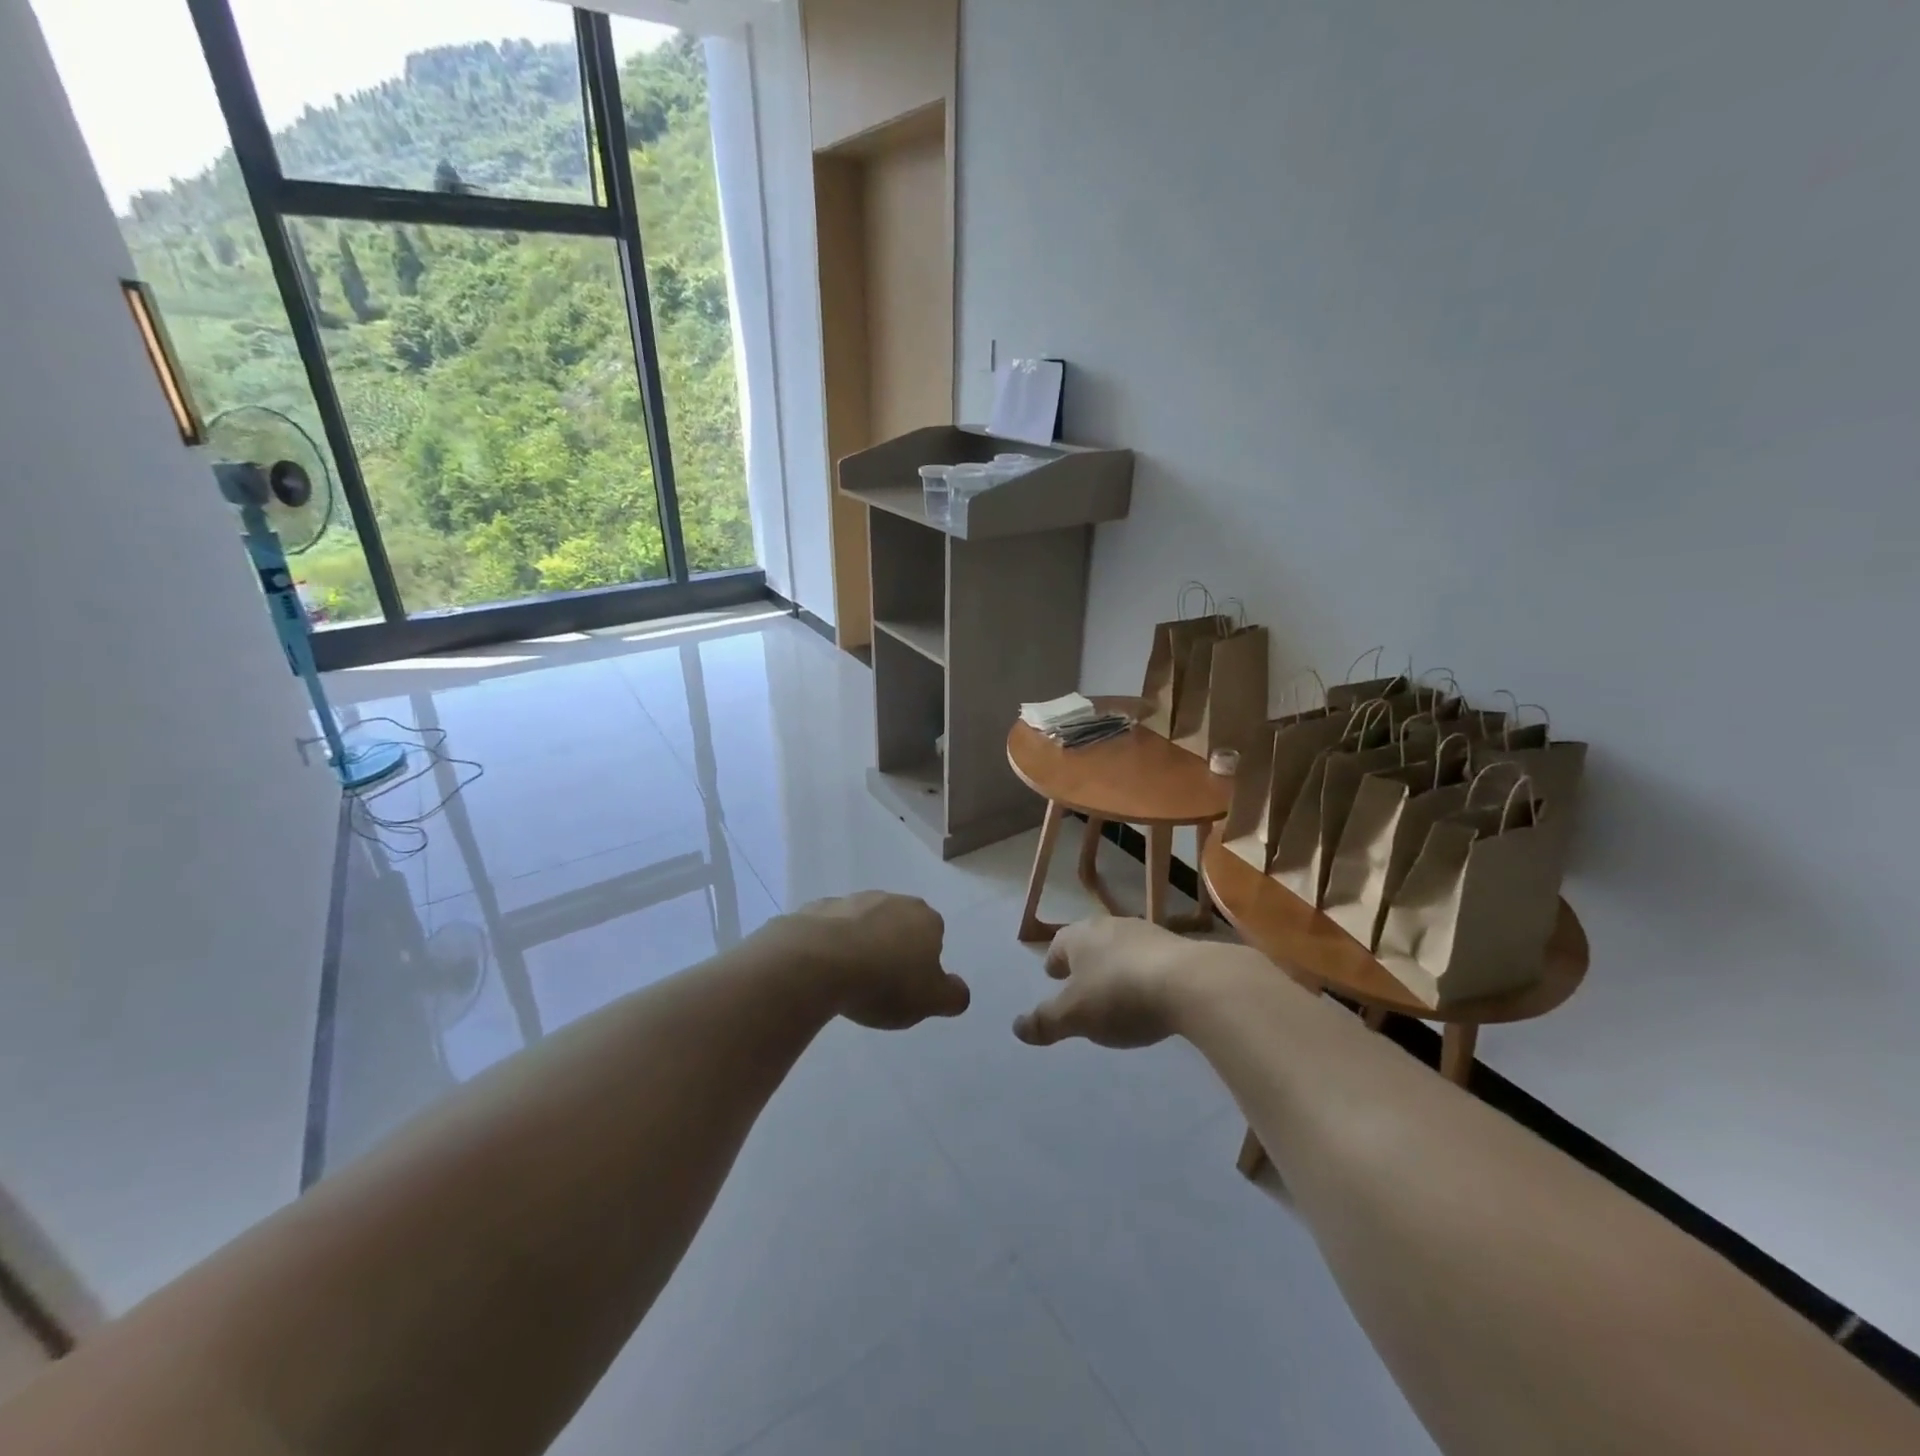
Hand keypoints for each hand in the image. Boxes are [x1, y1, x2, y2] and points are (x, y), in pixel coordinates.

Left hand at [774, 891, 969, 1029]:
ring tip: (849, 979)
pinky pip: (831, 927)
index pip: (933, 936)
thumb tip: (959, 991)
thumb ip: (952, 996)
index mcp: (925, 919)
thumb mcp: (930, 1000)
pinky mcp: (819, 908)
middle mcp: (892, 900)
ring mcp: (853, 900)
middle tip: (880, 983)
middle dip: (892, 948)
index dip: (922, 962)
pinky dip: (830, 943)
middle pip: (898, 925)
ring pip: (864, 923)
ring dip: (861, 943)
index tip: (909, 986)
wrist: (818, 961)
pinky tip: (823, 968)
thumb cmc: (884, 982)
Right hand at [1014, 917, 1236, 1048]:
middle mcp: (1110, 926)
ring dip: (1115, 964)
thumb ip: (1045, 1022)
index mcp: (1080, 936)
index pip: (1059, 944)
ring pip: (1121, 947)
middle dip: (1084, 960)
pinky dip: (1143, 972)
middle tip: (1081, 981)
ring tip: (1116, 989)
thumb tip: (1017, 1027)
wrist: (1191, 983)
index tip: (1053, 975)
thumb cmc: (1120, 995)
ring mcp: (1146, 933)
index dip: (1054, 961)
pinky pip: (1150, 959)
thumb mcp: (1075, 1017)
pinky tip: (1150, 993)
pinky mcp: (1177, 947)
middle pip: (1090, 941)